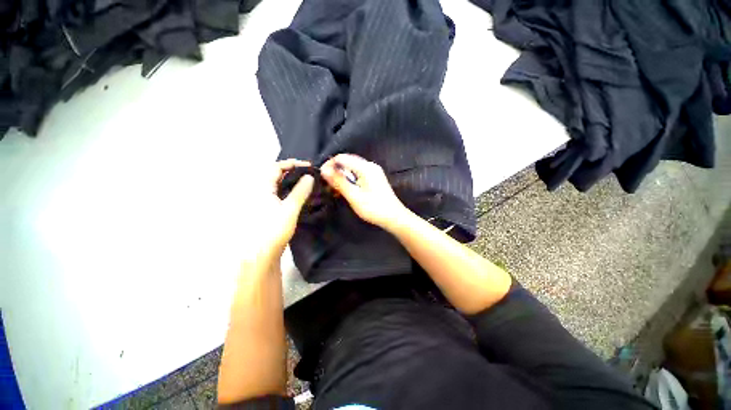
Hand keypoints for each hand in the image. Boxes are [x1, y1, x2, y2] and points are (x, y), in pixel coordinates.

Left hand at [259, 159, 313, 258]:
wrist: (262, 253)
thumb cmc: (274, 229)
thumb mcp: (290, 208)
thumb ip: (300, 191)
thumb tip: (310, 177)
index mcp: (262, 188)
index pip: (276, 167)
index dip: (292, 164)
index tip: (308, 166)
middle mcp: (260, 191)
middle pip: (276, 174)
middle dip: (293, 171)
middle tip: (310, 174)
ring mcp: (264, 200)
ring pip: (279, 184)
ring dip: (293, 181)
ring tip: (308, 182)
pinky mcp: (268, 209)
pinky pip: (280, 193)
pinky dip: (291, 190)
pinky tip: (300, 195)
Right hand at [321, 154, 407, 229]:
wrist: (394, 217)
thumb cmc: (374, 208)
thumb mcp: (354, 196)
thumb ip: (339, 182)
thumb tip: (324, 169)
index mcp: (366, 167)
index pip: (342, 158)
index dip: (329, 165)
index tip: (321, 177)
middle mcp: (370, 166)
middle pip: (347, 162)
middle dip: (335, 172)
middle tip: (326, 185)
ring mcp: (373, 172)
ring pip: (351, 169)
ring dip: (341, 178)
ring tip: (333, 190)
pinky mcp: (373, 179)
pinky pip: (357, 175)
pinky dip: (349, 181)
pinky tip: (343, 191)